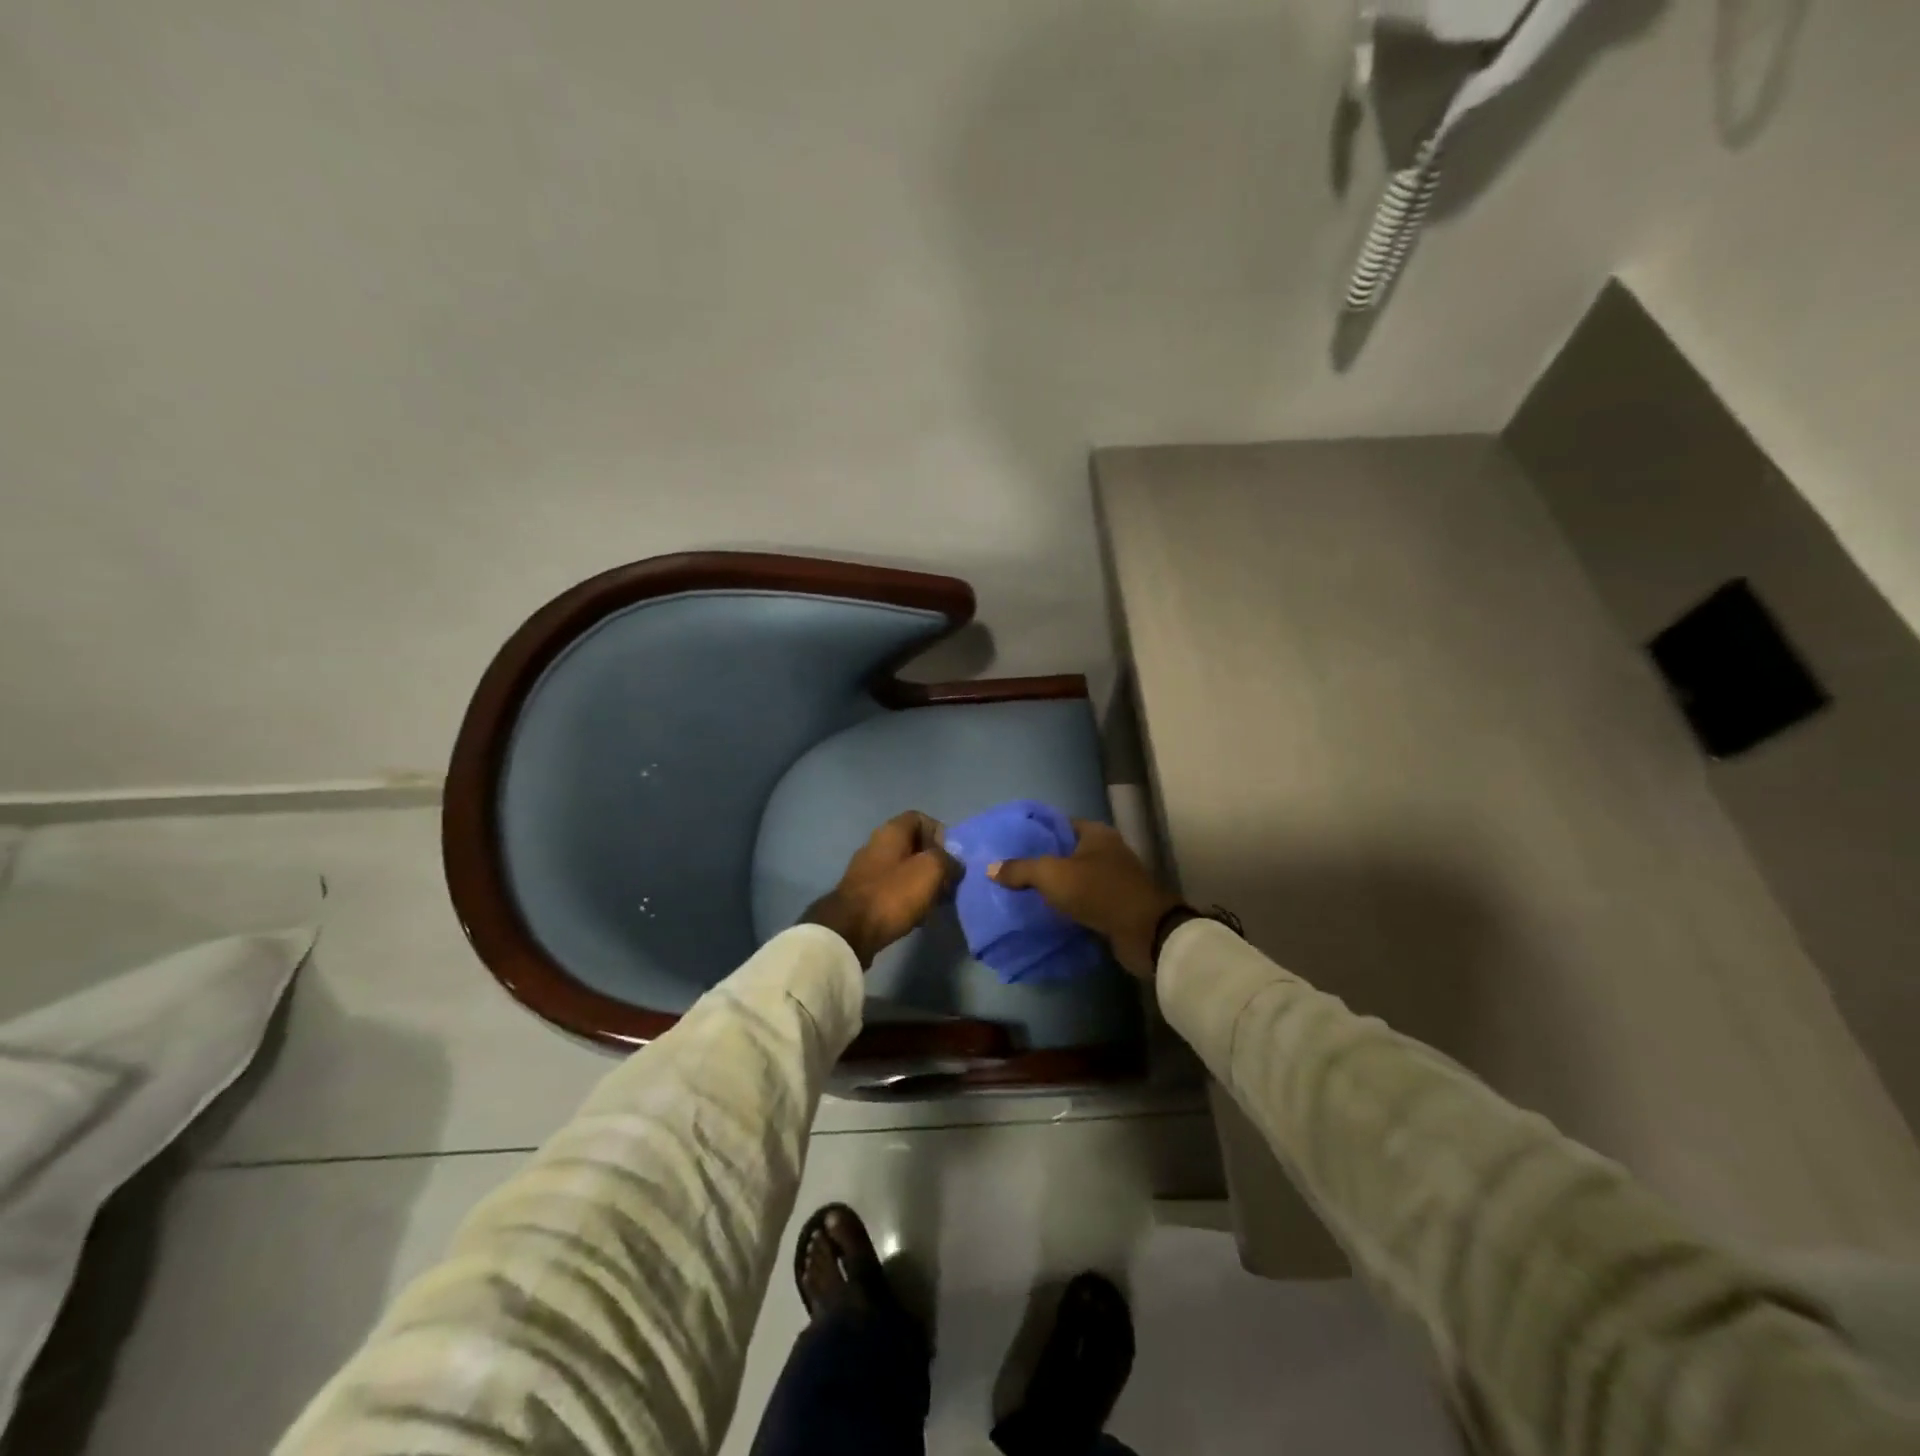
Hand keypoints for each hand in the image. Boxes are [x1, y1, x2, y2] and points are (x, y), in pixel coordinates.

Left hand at [802, 811, 957, 967]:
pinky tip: (917, 914)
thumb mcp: (931, 870)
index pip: (920, 818)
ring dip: (923, 882)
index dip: (939, 833)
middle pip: (913, 845)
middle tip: (948, 882)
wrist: (850, 929)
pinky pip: (893, 888)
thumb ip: (948, 860)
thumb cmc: (894, 893)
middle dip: (934, 862)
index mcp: (892, 832)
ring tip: (936, 901)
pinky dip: (908, 897)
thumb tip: (954, 863)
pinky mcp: (864, 894)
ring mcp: (868, 870)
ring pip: (904, 868)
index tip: (950, 855)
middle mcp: (877, 845)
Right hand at [988, 820, 1180, 978]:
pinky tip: (1046, 913)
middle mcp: (1107, 851)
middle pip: (1066, 852)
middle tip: (1011, 871)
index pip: (1059, 825)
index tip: (1010, 844)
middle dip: (1041, 862)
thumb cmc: (1098, 891)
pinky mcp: (1116, 905)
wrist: (1144, 932)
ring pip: (1075, 878)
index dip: (1035, 833)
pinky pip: (1084, 901)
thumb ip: (1020, 869)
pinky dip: (1067, 906)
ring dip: (1054, 887)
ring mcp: (1114, 879)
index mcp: (1095, 833)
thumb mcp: (1052, 875)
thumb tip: (991, 868)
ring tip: (1022, 894)